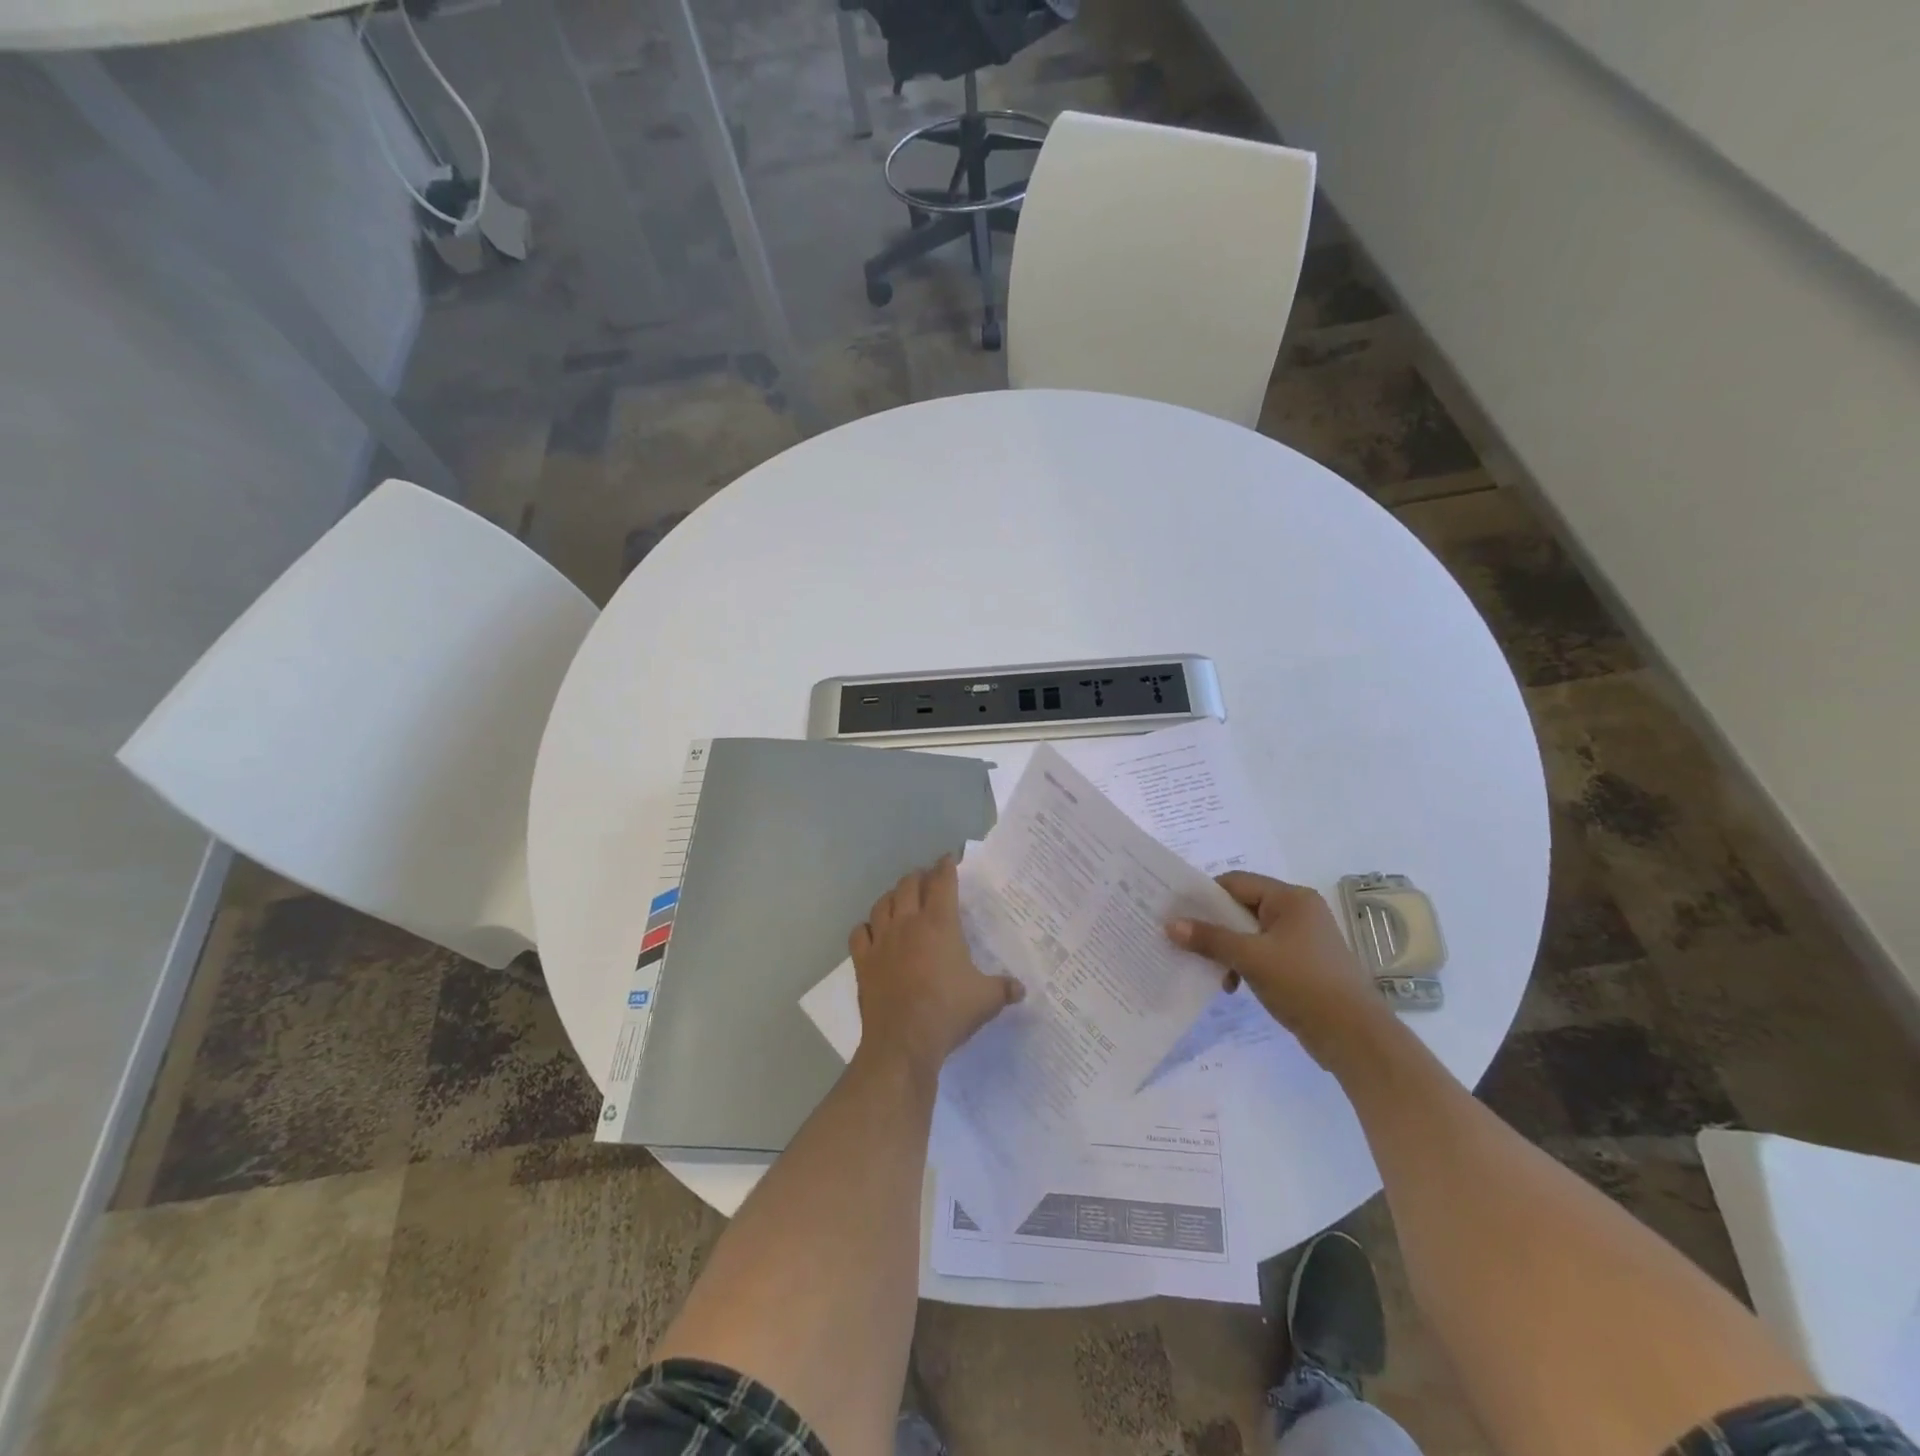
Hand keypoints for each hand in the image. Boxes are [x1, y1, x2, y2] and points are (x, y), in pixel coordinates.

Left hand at [849, 857, 1023, 1077]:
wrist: (903, 1041)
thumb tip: (1022, 989)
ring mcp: (881, 940)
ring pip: (882, 903)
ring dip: (893, 896)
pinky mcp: (863, 961)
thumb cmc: (948, 1012)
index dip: (946, 866)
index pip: (942, 882)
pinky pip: (859, 932)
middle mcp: (908, 923)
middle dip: (919, 876)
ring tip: (900, 899)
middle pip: (909, 885)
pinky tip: (872, 932)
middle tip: (928, 879)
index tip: (949, 859)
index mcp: (939, 924)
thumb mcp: (987, 999)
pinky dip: (866, 927)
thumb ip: (1004, 989)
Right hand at [1167, 872, 1390, 1068]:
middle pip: (1242, 907)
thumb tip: (1170, 924)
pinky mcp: (1302, 965)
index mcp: (1291, 899)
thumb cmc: (1303, 984)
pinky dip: (1243, 964)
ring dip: (1227, 949)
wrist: (1355, 1037)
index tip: (1176, 912)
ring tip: (1209, 970)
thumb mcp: (1251, 958)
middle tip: (1181, 939)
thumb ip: (1210, 939)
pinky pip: (1262, 953)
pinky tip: (1231, 984)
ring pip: (1250, 933)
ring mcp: (1302, 939)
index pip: (1236, 883)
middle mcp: (1298, 912)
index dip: (1205, 895)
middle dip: (1213, 926)